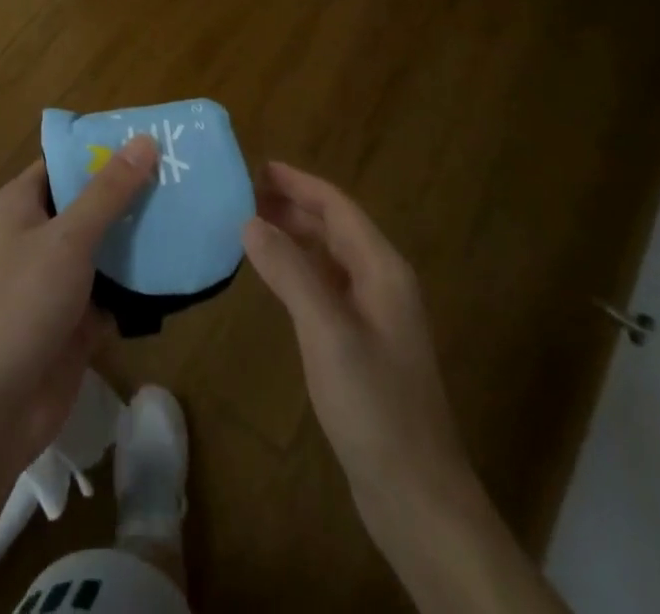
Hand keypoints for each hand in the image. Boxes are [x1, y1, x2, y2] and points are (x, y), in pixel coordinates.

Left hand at [0, 136, 158, 469]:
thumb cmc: (22, 304)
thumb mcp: (68, 238)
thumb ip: (108, 191)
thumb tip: (144, 140)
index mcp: (21, 205)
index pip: (65, 162)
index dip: (103, 149)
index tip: (151, 140)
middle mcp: (36, 235)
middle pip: (88, 203)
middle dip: (130, 193)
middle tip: (183, 176)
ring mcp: (55, 279)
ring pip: (104, 247)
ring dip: (139, 237)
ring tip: (190, 213)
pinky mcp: (74, 319)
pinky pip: (112, 290)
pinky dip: (138, 283)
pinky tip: (179, 268)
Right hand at [242, 163, 469, 535]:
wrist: (416, 494)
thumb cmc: (373, 404)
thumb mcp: (326, 331)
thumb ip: (289, 271)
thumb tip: (250, 221)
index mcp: (382, 268)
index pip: (337, 206)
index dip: (298, 182)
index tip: (256, 167)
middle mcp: (382, 281)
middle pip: (335, 226)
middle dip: (293, 205)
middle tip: (243, 194)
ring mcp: (376, 314)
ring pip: (331, 256)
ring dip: (295, 235)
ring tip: (250, 225)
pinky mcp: (365, 343)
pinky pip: (328, 286)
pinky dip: (300, 269)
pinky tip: (275, 277)